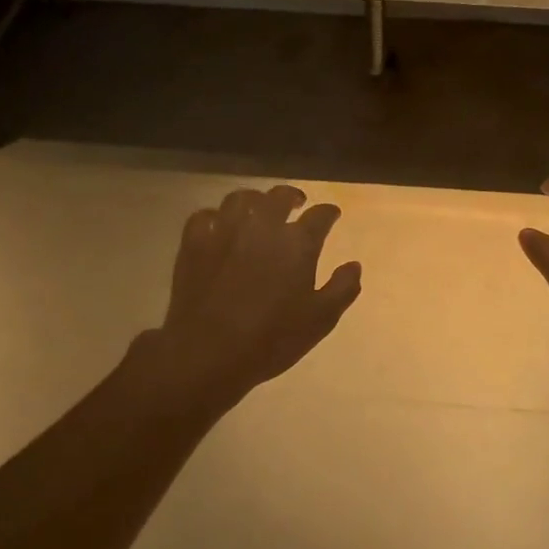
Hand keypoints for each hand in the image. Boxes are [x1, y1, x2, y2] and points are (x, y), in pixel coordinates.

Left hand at [134, 184, 361, 415]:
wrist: (208, 352)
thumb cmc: (272, 338)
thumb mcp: (321, 319)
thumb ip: (342, 288)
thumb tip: (354, 265)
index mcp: (298, 242)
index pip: (320, 215)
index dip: (329, 213)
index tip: (332, 215)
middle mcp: (262, 226)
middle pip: (279, 196)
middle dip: (292, 196)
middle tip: (297, 203)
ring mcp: (225, 231)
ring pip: (241, 199)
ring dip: (255, 200)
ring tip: (259, 209)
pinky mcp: (194, 243)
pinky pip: (205, 215)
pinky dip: (217, 216)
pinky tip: (220, 226)